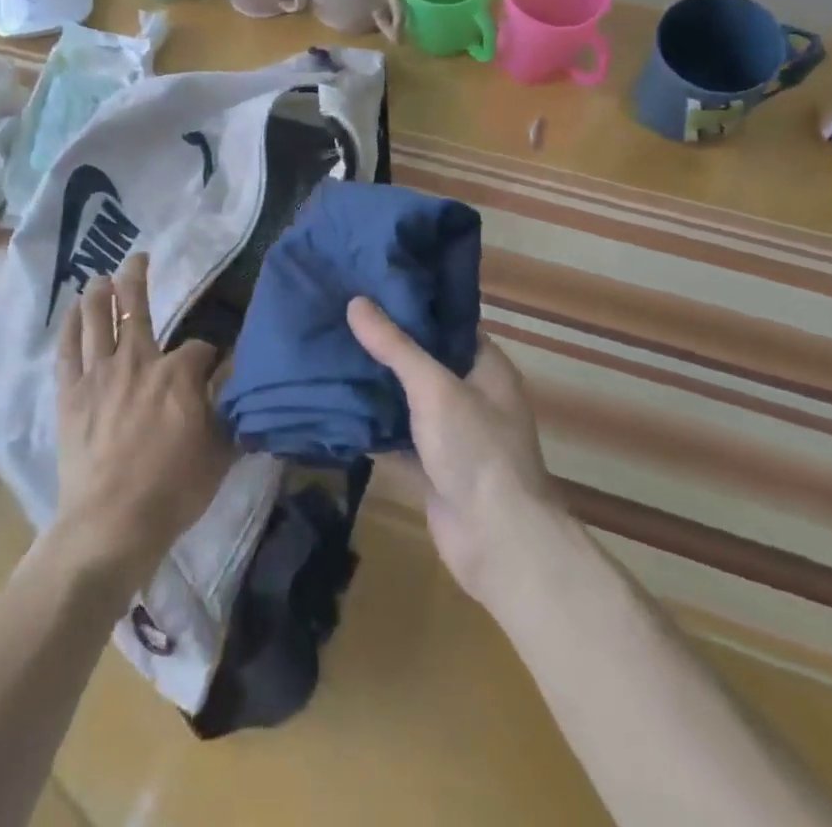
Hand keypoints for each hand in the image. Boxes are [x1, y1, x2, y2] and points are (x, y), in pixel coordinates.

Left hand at [53, 253, 232, 591]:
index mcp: (178, 374)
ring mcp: (99, 374)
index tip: (212, 366)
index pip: (199, 348)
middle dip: (138, 278)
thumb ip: (231, 410)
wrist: (113, 522)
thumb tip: (240, 381)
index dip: (208, 354)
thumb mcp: (221, 450)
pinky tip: (73, 310)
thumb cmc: (173, 490)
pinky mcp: (71, 393)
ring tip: (100, 276)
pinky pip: (67, 349)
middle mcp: (138, 361)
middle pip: (136, 308)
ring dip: (100, 293)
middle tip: (138, 258)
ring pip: (97, 319)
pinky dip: (70, 325)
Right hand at [348, 298, 554, 606]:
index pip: (449, 325)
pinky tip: (337, 407)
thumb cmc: (476, 450)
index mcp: (487, 369)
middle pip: (426, 362)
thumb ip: (395, 346)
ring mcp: (453, 435)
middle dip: (388, 346)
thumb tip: (356, 302)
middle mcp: (474, 397)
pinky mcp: (434, 468)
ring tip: (332, 353)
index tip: (374, 289)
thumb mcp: (434, 387)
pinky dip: (374, 427)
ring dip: (378, 386)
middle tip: (342, 318)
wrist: (498, 541)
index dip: (415, 307)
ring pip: (409, 401)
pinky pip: (399, 438)